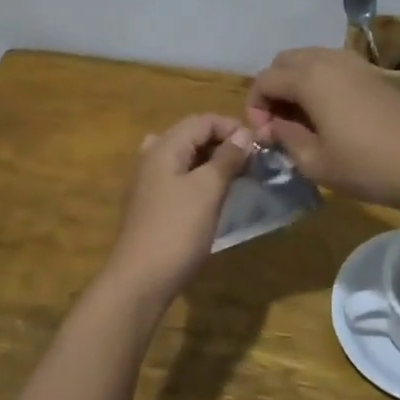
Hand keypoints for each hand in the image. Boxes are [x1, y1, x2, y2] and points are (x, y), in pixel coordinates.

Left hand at [101, 114, 253, 306]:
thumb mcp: (207, 190)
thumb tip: (244, 134)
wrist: (140, 279)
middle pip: (191, 135)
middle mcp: (151, 156)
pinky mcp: (150, 203)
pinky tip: (213, 195)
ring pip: (184, 157)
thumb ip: (226, 158)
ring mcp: (147, 181)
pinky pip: (177, 177)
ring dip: (211, 160)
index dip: (231, 127)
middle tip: (251, 163)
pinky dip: (198, 177)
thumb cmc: (177, 230)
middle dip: (223, 143)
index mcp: (164, 147)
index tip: (258, 147)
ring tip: (236, 176)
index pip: (202, 120)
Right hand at [245, 47, 399, 212]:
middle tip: (279, 125)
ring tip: (303, 122)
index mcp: (309, 78)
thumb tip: (272, 128)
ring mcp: (355, 63)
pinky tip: (330, 116)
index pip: (264, 79)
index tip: (265, 137)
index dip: (255, 107)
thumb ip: (286, 139)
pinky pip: (333, 67)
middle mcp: (329, 60)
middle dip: (273, 88)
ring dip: (297, 84)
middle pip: (285, 61)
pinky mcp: (374, 74)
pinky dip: (320, 83)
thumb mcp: (316, 162)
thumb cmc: (368, 166)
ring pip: (310, 60)